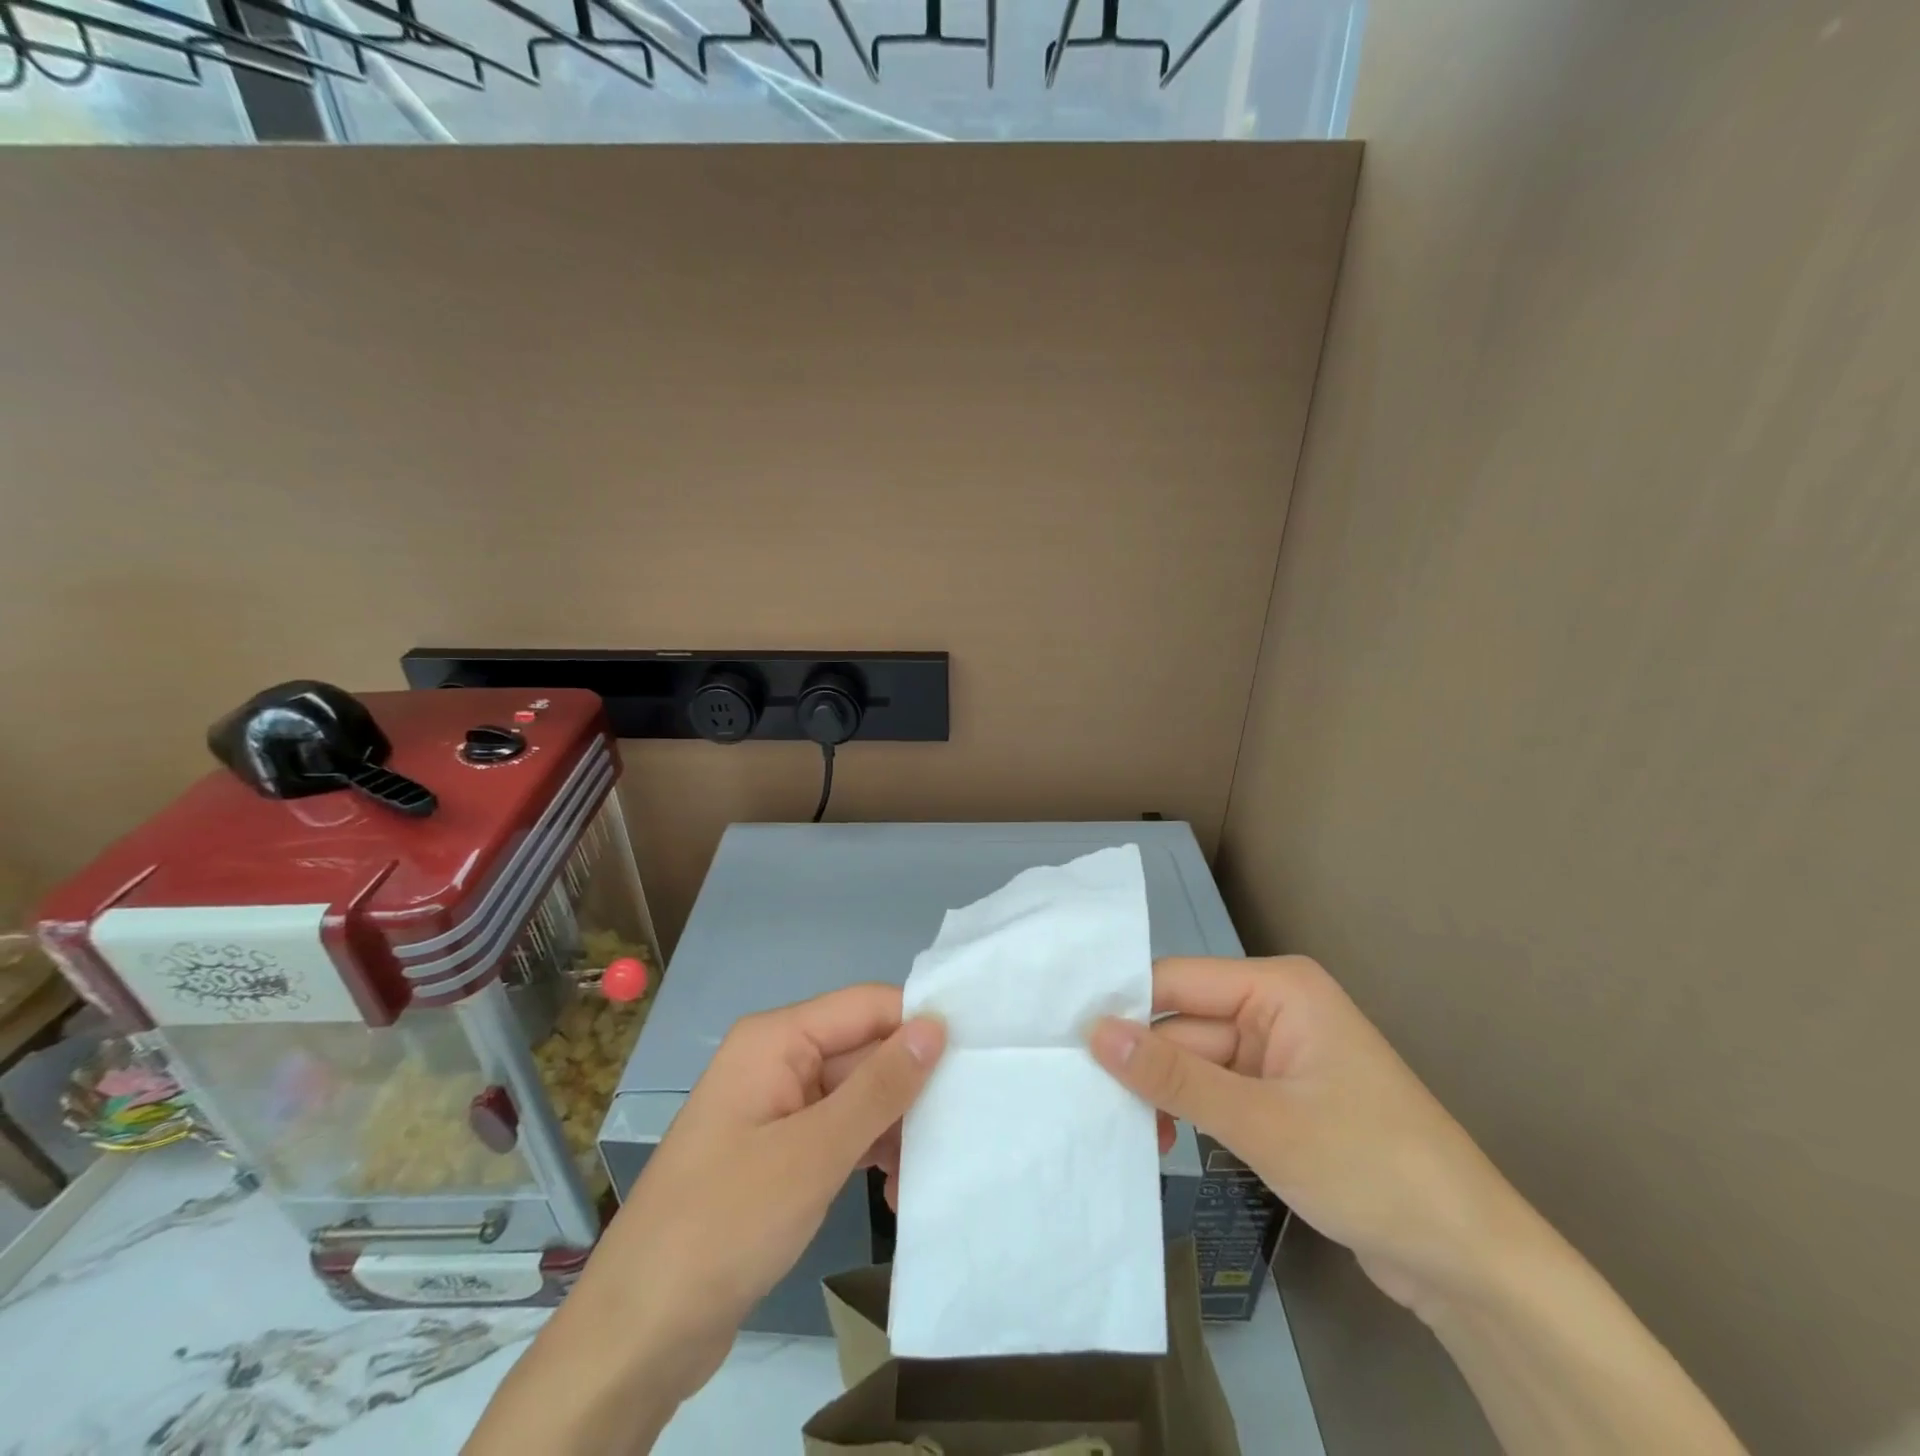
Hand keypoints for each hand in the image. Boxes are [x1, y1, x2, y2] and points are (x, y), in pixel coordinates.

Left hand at [467, 986, 943, 1454]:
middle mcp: (778, 1059)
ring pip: (857, 1094)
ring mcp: (777, 1107)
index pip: (866, 1005)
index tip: (975, 1060)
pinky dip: (869, 1152)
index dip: (918, 1026)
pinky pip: (839, 1131)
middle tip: (957, 1131)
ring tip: (923, 1176)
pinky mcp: (779, 1151)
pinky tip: (894, 1190)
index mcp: (777, 1038)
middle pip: (863, 1051)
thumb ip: (880, 1085)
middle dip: (909, 1089)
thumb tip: (937, 1023)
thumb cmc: (725, 1225)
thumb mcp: (814, 1152)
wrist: (638, 1335)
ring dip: (894, 1128)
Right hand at [1088, 956, 1523, 1315]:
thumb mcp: (1262, 1122)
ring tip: (1121, 1130)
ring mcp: (1279, 1054)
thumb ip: (1174, 1076)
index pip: (1178, 982)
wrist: (1470, 1263)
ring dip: (1164, 1093)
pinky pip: (1217, 1089)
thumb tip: (1093, 1030)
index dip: (1124, 1008)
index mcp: (1278, 988)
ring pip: (1196, 1060)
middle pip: (1185, 1022)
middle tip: (1081, 1096)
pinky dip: (1190, 1111)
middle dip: (1142, 1061)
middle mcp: (1275, 1008)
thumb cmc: (1371, 1168)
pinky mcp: (1281, 1097)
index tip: (1064, 1038)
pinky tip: (1164, 1140)